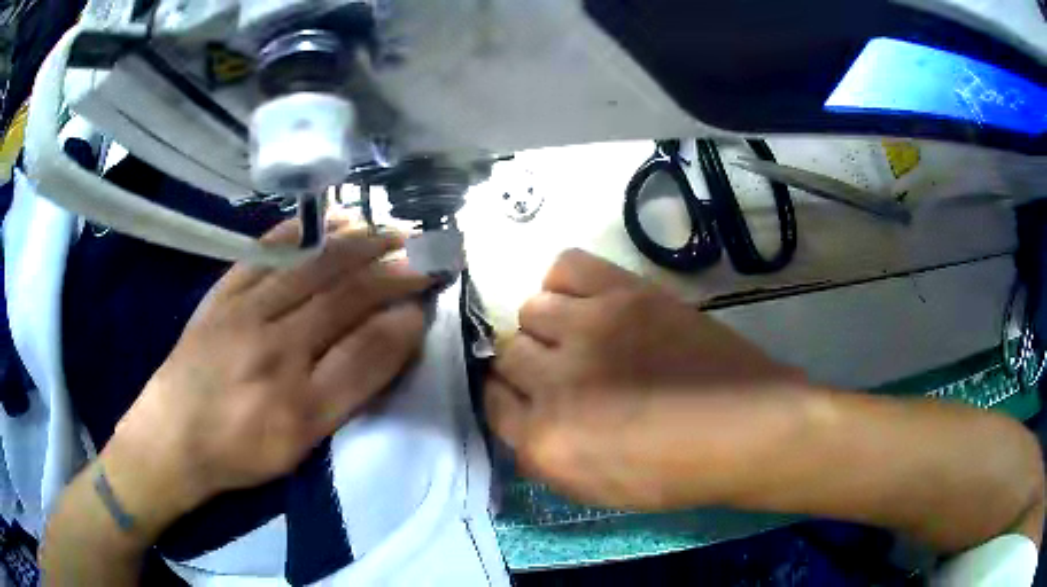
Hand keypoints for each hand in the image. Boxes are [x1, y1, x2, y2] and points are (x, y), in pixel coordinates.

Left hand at [102, 220, 431, 533]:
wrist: (171, 438)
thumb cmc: (239, 450)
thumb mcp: (301, 444)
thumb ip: (349, 390)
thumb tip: (393, 335)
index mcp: (298, 400)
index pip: (366, 348)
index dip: (402, 318)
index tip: (428, 295)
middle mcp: (273, 347)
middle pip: (341, 296)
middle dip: (389, 269)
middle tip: (422, 248)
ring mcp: (243, 312)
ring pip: (308, 268)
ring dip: (353, 244)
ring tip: (385, 228)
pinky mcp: (220, 295)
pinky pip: (261, 255)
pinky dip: (296, 234)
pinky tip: (321, 221)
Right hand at [485, 249, 808, 509]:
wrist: (744, 429)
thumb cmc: (674, 471)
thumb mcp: (591, 489)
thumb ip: (540, 451)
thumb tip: (520, 411)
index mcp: (543, 442)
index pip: (491, 401)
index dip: (507, 397)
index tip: (525, 396)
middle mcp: (553, 382)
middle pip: (507, 352)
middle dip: (526, 365)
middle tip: (560, 372)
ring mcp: (589, 329)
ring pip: (530, 309)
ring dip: (546, 327)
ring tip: (578, 336)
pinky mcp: (625, 294)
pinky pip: (565, 266)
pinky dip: (563, 281)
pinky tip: (582, 301)